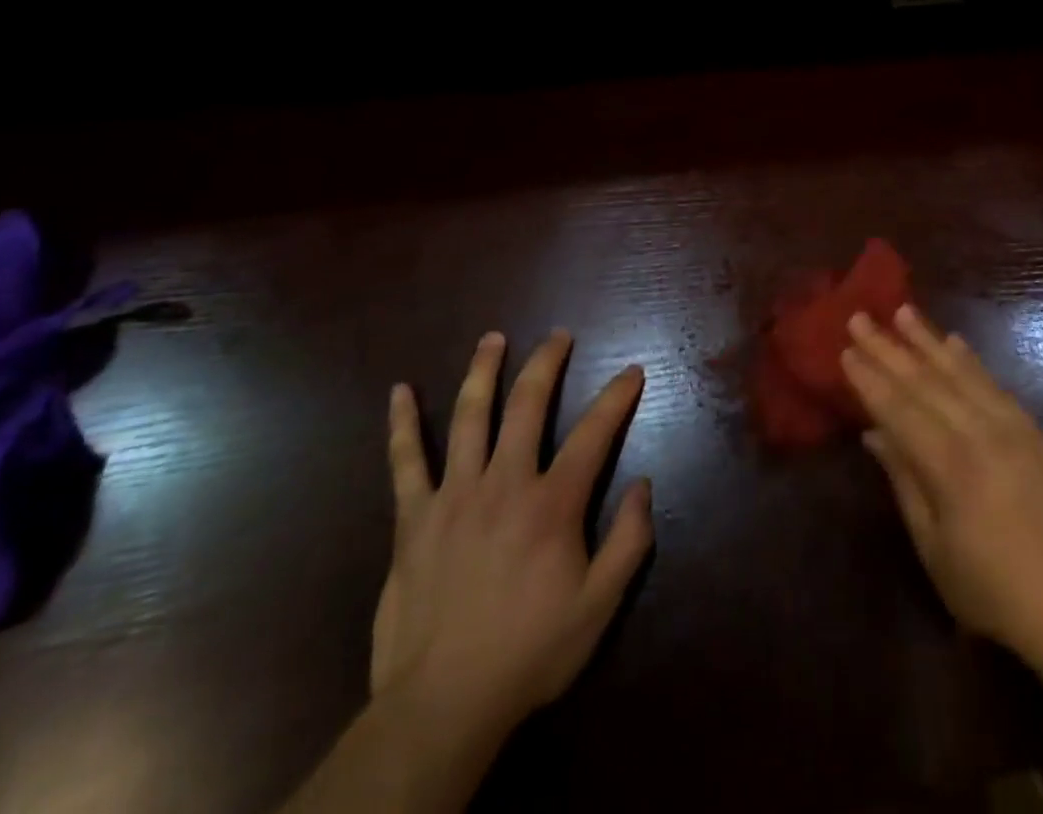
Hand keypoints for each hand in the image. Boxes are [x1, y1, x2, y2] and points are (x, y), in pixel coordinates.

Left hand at [370, 331, 651, 744]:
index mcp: (552, 503)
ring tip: (493, 338)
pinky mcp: (414, 518)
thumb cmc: (529, 653)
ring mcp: (454, 495)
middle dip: (548, 363)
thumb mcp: (598, 607)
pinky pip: (405, 462)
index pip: (594, 432)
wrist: (441, 706)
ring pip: (470, 416)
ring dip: (484, 371)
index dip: (617, 396)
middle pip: (528, 404)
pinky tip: (398, 392)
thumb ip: (628, 542)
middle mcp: (505, 482)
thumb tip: (644, 484)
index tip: (632, 370)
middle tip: (559, 335)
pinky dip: (402, 424)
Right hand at [841, 307, 1042, 674]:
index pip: (898, 409)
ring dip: (927, 339)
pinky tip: (954, 341)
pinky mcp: (1035, 432)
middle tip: (860, 317)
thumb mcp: (933, 546)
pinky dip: (970, 360)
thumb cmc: (992, 591)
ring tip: (902, 311)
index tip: (845, 348)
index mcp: (950, 466)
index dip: (869, 379)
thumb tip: (873, 433)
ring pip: (960, 373)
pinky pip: (995, 384)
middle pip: (925, 381)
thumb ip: (904, 481)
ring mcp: (1013, 428)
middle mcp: (980, 434)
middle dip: (888, 348)